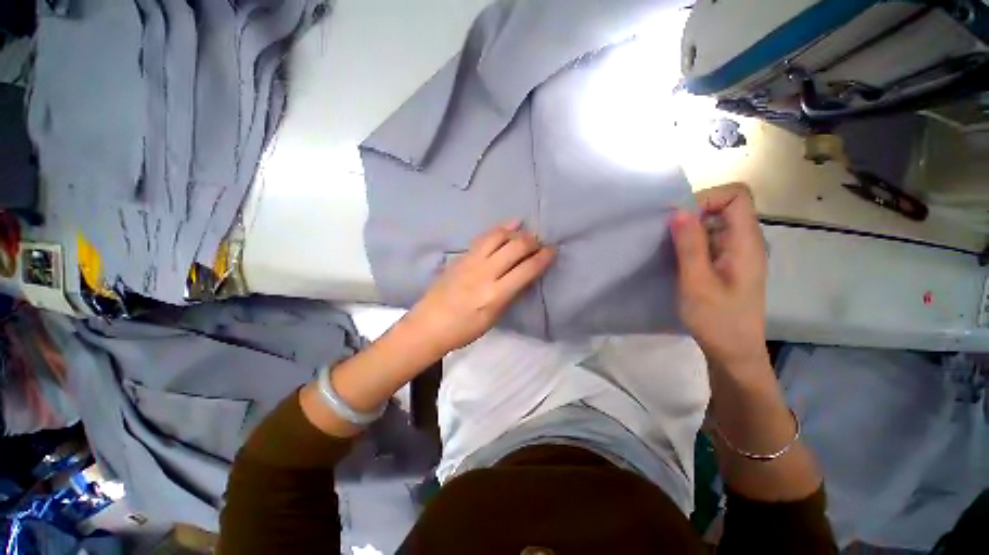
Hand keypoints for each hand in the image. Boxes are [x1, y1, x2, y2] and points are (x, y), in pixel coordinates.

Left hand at [405, 222, 554, 355]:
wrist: (429, 324)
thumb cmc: (464, 329)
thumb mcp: (494, 317)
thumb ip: (510, 293)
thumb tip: (524, 275)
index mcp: (495, 294)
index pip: (526, 269)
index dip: (543, 258)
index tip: (552, 251)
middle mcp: (485, 273)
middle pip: (515, 247)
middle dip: (532, 242)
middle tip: (540, 243)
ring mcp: (471, 261)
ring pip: (498, 236)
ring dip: (516, 232)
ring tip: (525, 232)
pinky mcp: (461, 256)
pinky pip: (483, 237)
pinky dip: (499, 229)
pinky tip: (508, 225)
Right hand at [670, 184, 768, 372]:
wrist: (733, 352)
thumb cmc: (717, 319)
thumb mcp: (697, 282)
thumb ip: (690, 246)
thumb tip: (679, 210)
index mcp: (746, 242)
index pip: (736, 196)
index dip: (707, 198)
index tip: (680, 219)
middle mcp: (745, 242)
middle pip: (723, 207)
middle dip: (692, 214)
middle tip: (667, 236)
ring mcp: (736, 254)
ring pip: (714, 224)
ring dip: (689, 230)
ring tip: (668, 249)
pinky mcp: (726, 264)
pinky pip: (709, 241)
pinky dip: (691, 243)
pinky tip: (676, 260)